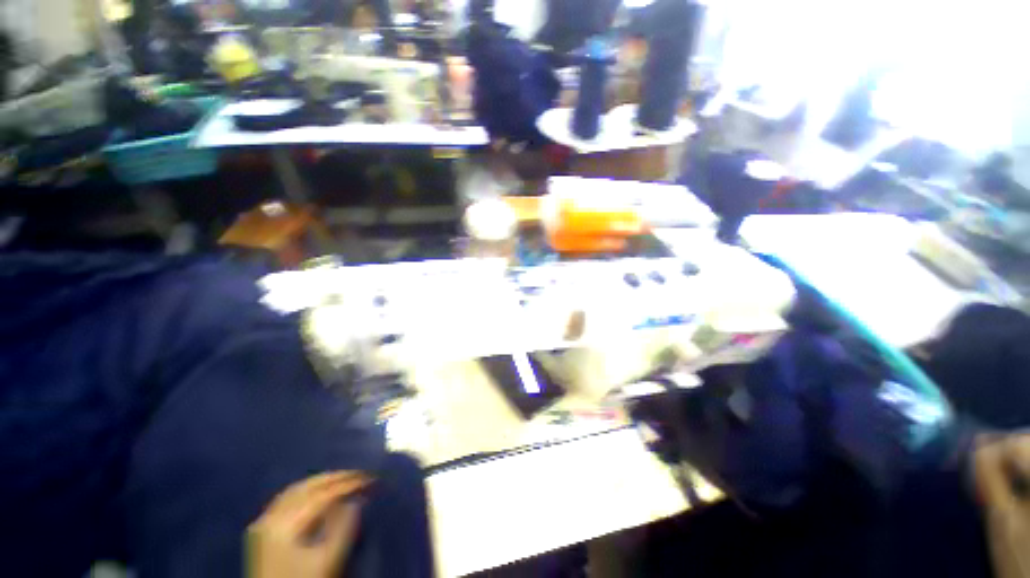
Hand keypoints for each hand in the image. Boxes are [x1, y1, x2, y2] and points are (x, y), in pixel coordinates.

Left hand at [247, 471, 371, 577]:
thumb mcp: (328, 561)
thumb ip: (343, 529)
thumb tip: (356, 501)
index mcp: (284, 525)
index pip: (322, 495)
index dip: (348, 484)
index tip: (370, 478)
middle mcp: (270, 518)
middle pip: (306, 488)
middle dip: (335, 478)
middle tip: (360, 474)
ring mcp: (262, 523)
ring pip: (295, 490)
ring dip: (321, 481)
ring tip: (343, 479)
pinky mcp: (261, 530)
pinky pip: (286, 500)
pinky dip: (306, 491)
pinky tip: (317, 492)